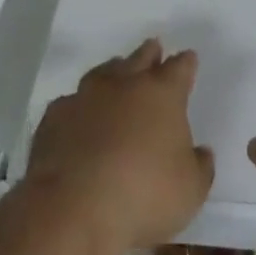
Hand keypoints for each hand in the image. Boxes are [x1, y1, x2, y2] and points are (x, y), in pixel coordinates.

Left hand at [27, 37, 214, 251]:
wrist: (73, 207)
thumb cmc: (143, 194)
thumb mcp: (191, 190)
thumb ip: (200, 167)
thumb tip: (201, 153)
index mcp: (162, 94)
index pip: (179, 69)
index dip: (185, 63)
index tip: (188, 58)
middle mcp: (123, 85)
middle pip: (140, 59)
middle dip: (150, 53)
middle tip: (154, 47)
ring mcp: (85, 97)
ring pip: (103, 73)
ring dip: (113, 71)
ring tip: (116, 71)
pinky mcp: (54, 117)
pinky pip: (71, 102)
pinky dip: (80, 105)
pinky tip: (79, 115)